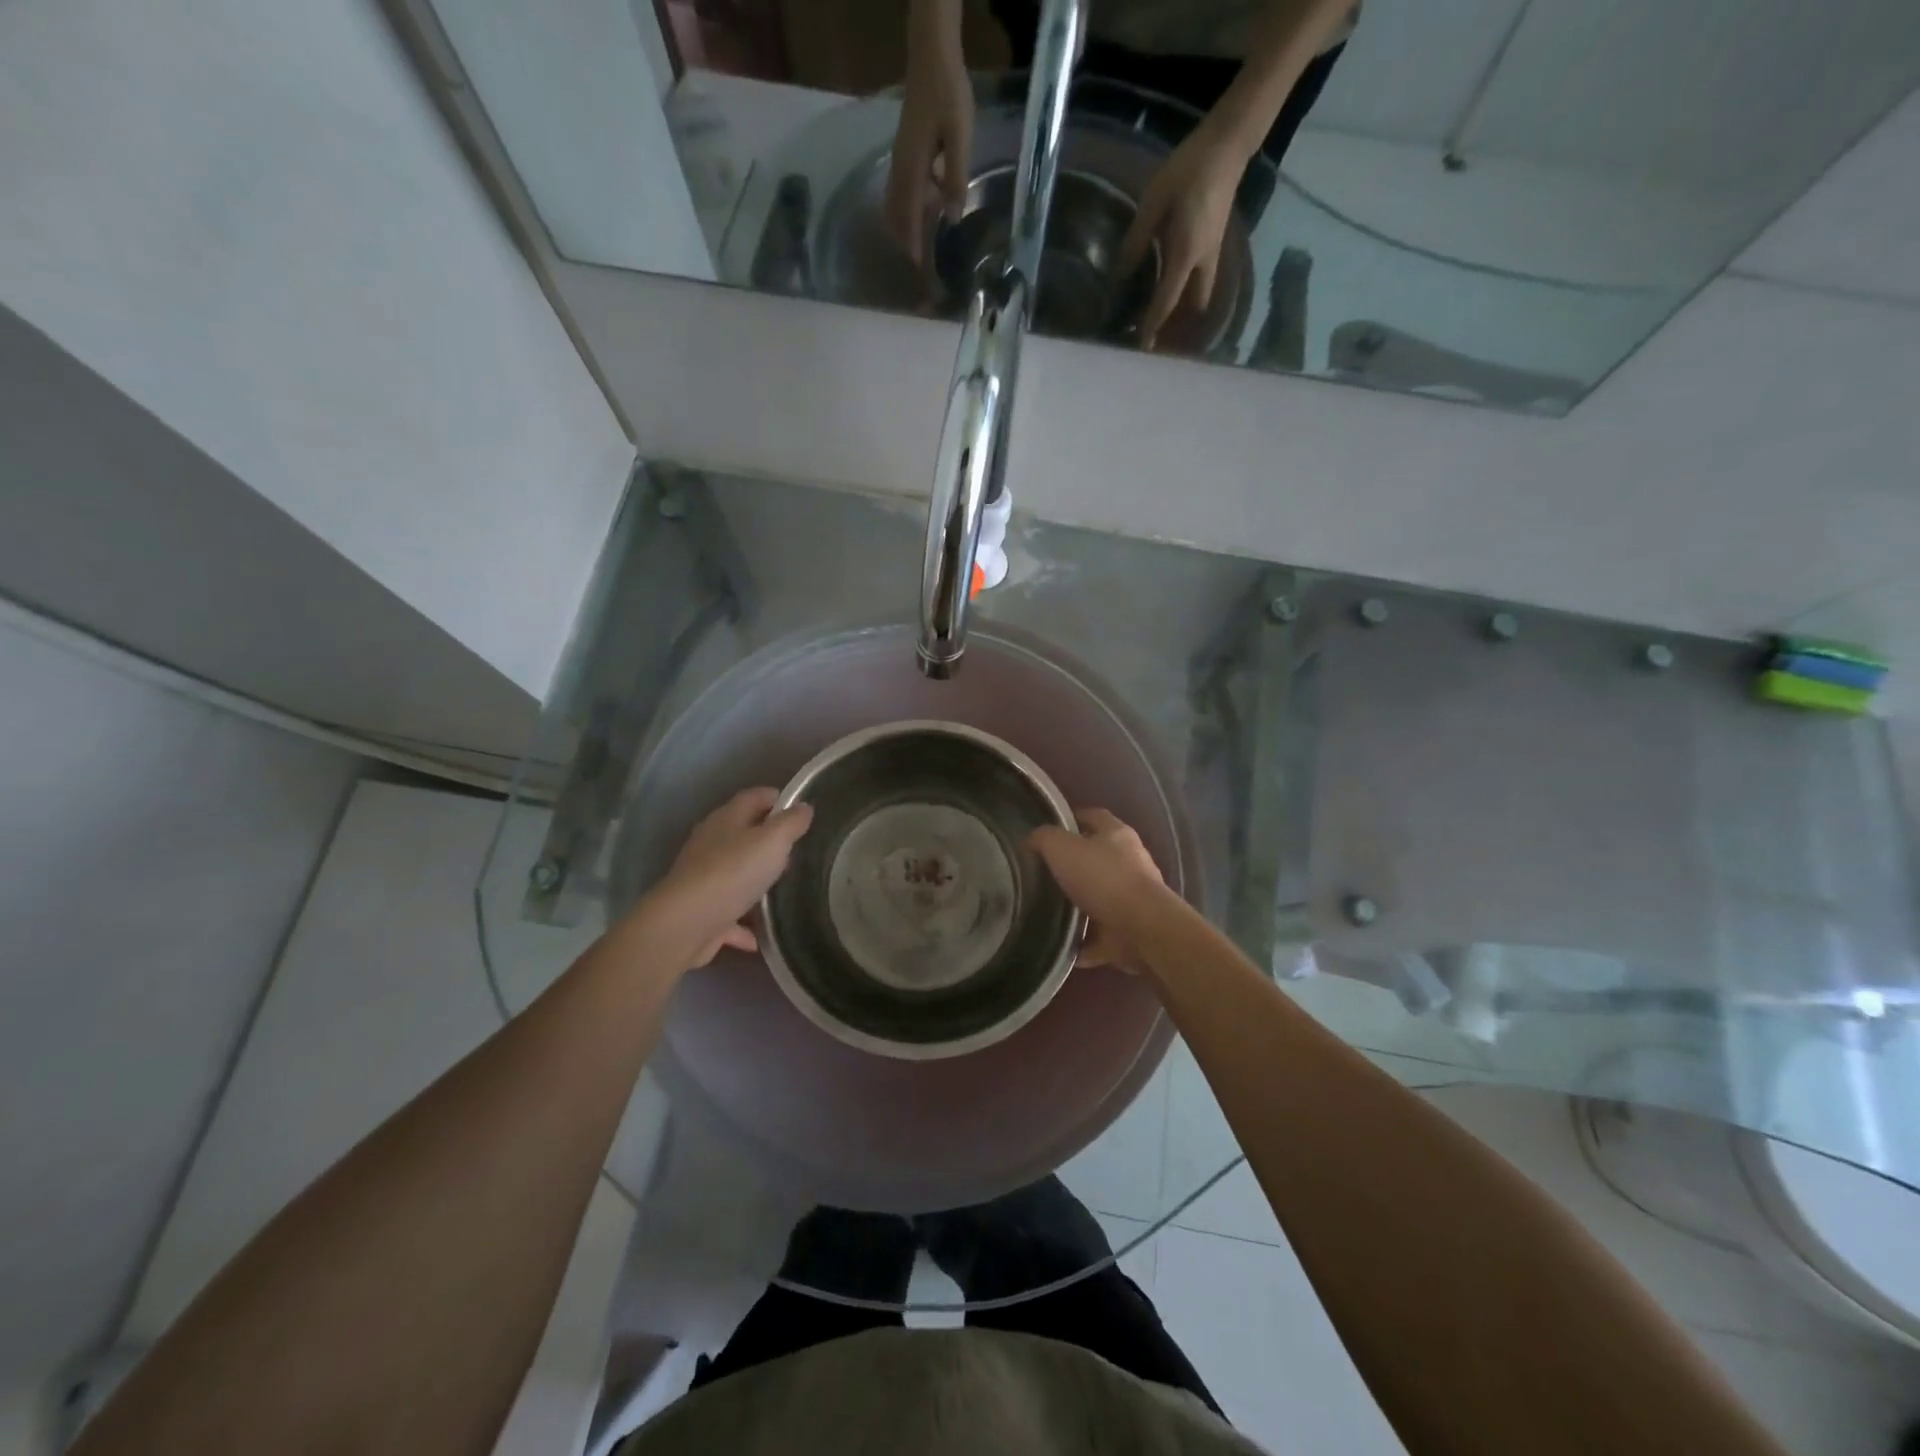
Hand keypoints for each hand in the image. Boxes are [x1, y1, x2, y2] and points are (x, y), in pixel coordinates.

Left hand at [637, 787, 812, 970]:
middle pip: (743, 834)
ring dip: (755, 880)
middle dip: (768, 840)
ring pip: (735, 873)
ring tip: (782, 889)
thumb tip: (804, 807)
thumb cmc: (733, 872)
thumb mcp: (773, 841)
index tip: (800, 810)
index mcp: (727, 820)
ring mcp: (703, 879)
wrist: (685, 924)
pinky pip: (729, 914)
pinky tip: (761, 936)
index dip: (777, 798)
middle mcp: (710, 844)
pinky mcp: (701, 912)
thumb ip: (791, 823)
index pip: (754, 797)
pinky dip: (744, 922)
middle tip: (796, 851)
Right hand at [883, 0, 971, 269]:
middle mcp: (900, 170)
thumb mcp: (959, 138)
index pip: (908, 216)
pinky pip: (900, 193)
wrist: (931, 58)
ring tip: (919, 250)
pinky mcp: (904, 155)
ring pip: (896, 206)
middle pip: (897, 216)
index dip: (913, 243)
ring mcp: (899, 162)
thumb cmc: (948, 96)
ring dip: (905, 229)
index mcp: (912, 169)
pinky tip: (923, 218)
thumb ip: (956, 178)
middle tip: (918, 267)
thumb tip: (953, 218)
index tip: (918, 268)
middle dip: (905, 242)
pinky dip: (907, 212)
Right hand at [1029, 808, 1167, 973]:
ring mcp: (1133, 899)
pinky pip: (1101, 936)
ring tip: (1049, 911)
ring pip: (1100, 898)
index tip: (1048, 831)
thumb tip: (1031, 840)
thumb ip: (1044, 839)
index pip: (1093, 816)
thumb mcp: (1062, 848)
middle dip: (1073, 865)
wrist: (1141, 928)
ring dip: (1079, 906)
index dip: (1071, 819)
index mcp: (1117, 835)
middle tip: (1043, 873)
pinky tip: (1063, 947)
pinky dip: (1085, 942)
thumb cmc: (1102, 878)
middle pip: (1098, 858)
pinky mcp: (1130, 931)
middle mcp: (1130, 862)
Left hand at [1118, 120, 1250, 350]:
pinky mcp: (1214, 247)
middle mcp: (1203, 262)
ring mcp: (1213, 255)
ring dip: (1185, 319)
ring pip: (1200, 300)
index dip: (1153, 325)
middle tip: (1155, 344)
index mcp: (1185, 254)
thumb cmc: (1188, 169)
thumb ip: (1136, 242)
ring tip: (1164, 331)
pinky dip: (1189, 301)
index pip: (1167, 301)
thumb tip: (1120, 277)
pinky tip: (1174, 303)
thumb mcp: (1153, 204)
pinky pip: (1202, 285)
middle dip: (1177, 331)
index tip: (1143, 347)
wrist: (1228, 144)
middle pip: (1192, 310)